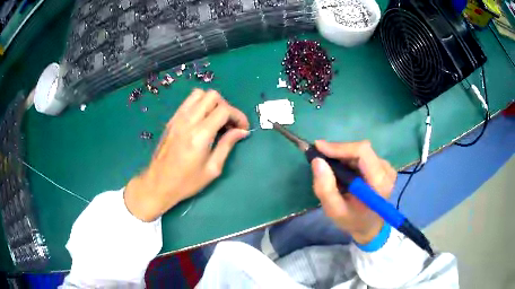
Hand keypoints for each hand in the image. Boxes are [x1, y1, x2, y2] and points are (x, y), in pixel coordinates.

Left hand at [124, 89, 248, 221]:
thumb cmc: (186, 181)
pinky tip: (202, 121)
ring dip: (212, 103)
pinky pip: (188, 102)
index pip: (224, 110)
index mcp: (200, 134)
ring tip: (215, 120)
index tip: (243, 128)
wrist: (158, 183)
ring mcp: (178, 118)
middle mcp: (188, 120)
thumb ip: (227, 145)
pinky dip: (200, 105)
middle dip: (226, 106)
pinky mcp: (171, 120)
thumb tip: (242, 131)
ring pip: (199, 94)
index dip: (238, 116)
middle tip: (229, 124)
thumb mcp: (212, 169)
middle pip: (212, 96)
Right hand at [311, 140, 396, 243]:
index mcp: (379, 183)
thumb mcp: (334, 211)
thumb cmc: (352, 221)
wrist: (370, 227)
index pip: (362, 152)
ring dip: (343, 155)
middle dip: (338, 151)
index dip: (340, 147)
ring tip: (329, 166)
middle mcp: (386, 171)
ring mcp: (386, 168)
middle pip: (361, 149)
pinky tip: (341, 169)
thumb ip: (325, 188)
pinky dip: (349, 158)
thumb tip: (317, 161)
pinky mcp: (383, 166)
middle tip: (320, 157)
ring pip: (361, 151)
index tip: (318, 148)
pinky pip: (364, 155)